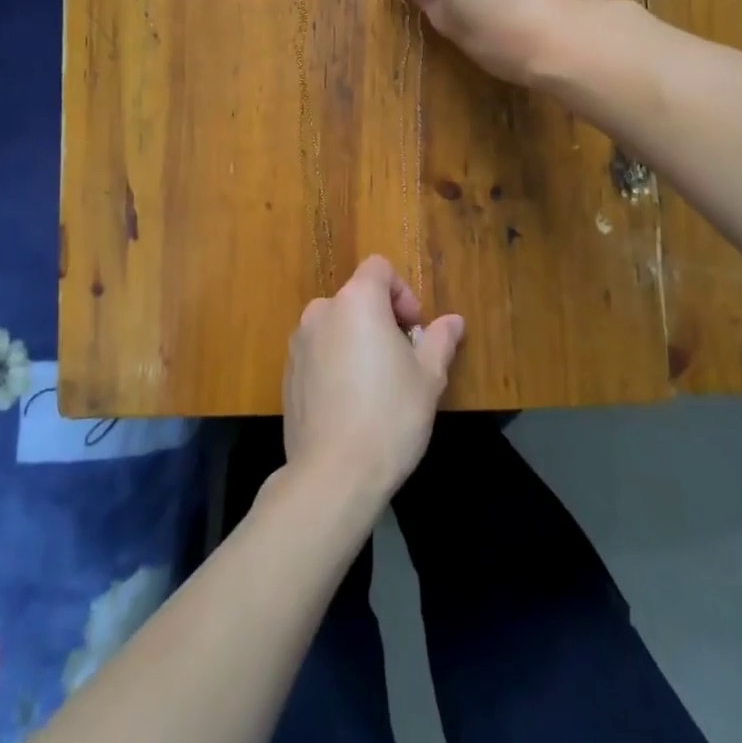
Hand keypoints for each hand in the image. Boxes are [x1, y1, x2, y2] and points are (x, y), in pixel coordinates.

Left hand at [282, 256, 464, 505]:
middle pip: (358, 297)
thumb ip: (440, 340)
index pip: (379, 268)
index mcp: (357, 301)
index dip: (402, 292)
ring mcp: (299, 342)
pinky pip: (319, 352)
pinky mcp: (287, 373)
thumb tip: (454, 321)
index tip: (414, 330)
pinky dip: (336, 362)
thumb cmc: (389, 415)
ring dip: (358, 341)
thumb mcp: (428, 377)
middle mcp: (322, 311)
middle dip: (382, 319)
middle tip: (402, 360)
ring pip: (337, 326)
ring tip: (377, 385)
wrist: (333, 474)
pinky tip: (351, 403)